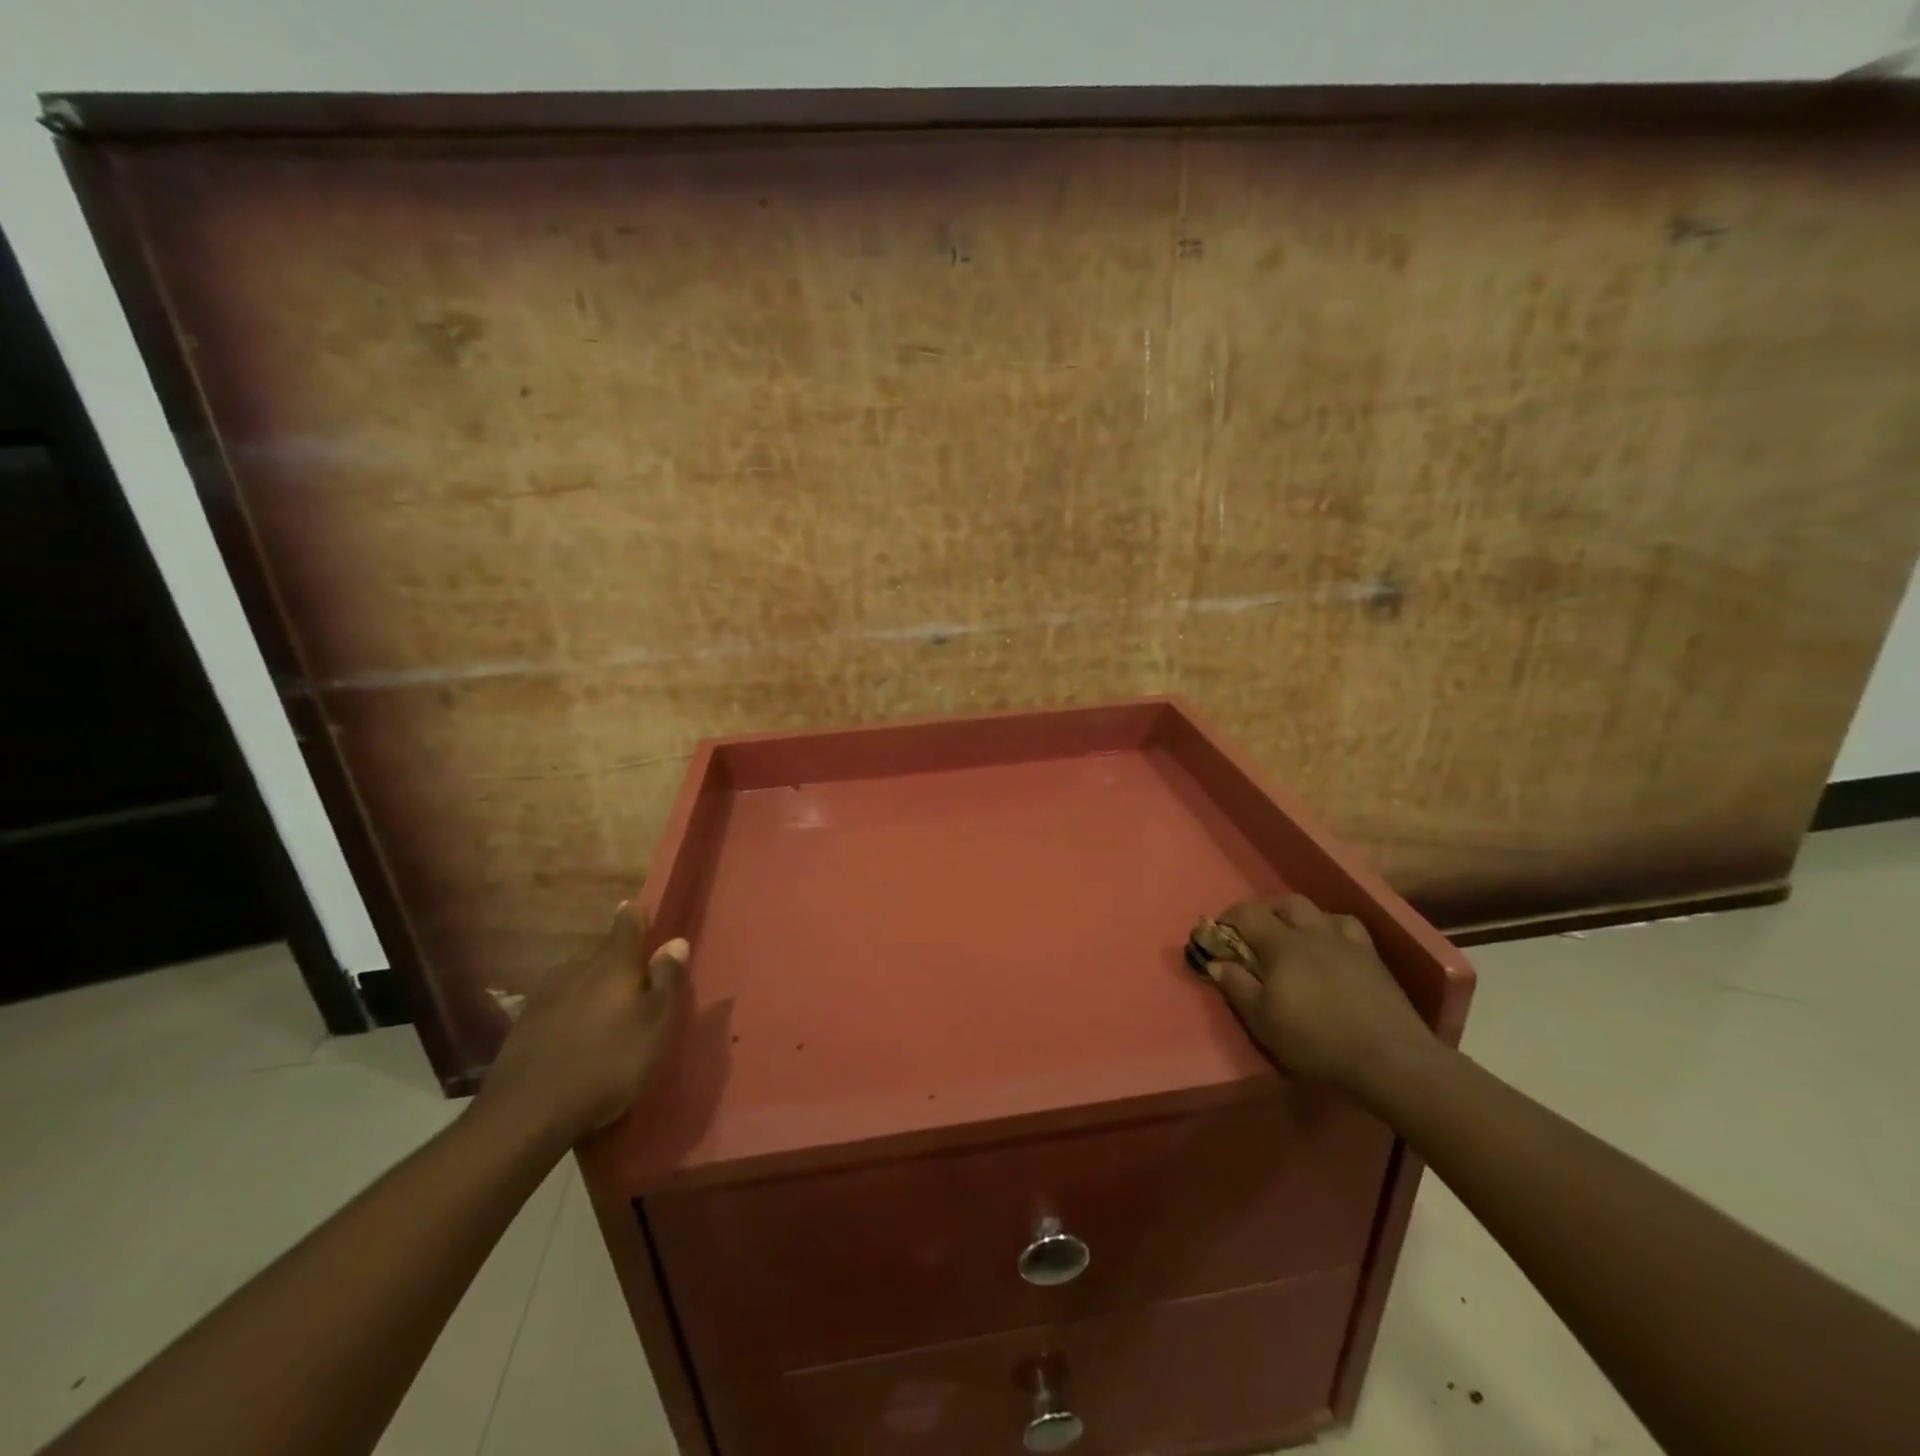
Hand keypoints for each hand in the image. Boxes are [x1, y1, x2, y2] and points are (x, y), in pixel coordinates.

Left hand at [474, 904, 688, 1146]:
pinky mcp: (523, 1026)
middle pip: (601, 954)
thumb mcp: (655, 1024)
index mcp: (613, 964)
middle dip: (618, 961)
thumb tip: (675, 941)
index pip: (626, 925)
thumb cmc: (608, 1063)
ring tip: (607, 1011)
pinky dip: (571, 1013)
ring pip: (577, 980)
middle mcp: (576, 970)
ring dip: (593, 989)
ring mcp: (545, 997)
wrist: (527, 1114)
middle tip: (635, 979)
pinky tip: (577, 1036)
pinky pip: (558, 1006)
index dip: (635, 916)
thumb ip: (667, 980)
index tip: (638, 909)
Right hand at [1202, 893, 1433, 1095]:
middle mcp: (1313, 933)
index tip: (1217, 935)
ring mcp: (1346, 942)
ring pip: (1317, 911)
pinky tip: (1330, 945)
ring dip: (1297, 917)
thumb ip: (1236, 986)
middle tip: (1252, 934)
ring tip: (1291, 938)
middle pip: (1284, 903)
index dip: (1227, 918)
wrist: (1390, 1059)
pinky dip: (1331, 928)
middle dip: (1263, 912)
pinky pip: (1347, 927)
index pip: (1247, 913)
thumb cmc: (1317, 1041)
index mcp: (1282, 945)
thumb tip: (1215, 962)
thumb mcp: (1263, 1021)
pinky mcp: (1372, 957)